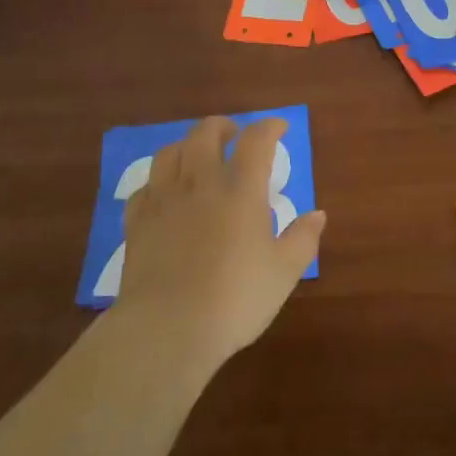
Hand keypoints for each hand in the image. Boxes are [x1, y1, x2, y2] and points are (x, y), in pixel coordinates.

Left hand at [117, 116, 324, 374]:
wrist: (167, 329)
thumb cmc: (234, 299)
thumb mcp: (283, 273)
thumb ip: (302, 239)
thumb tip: (318, 215)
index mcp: (241, 189)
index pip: (256, 140)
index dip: (269, 127)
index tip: (279, 127)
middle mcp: (200, 182)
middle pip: (205, 133)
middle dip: (222, 126)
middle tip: (233, 135)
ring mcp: (163, 199)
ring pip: (170, 152)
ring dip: (187, 146)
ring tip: (197, 157)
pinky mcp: (137, 222)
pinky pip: (145, 187)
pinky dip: (158, 182)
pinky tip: (164, 194)